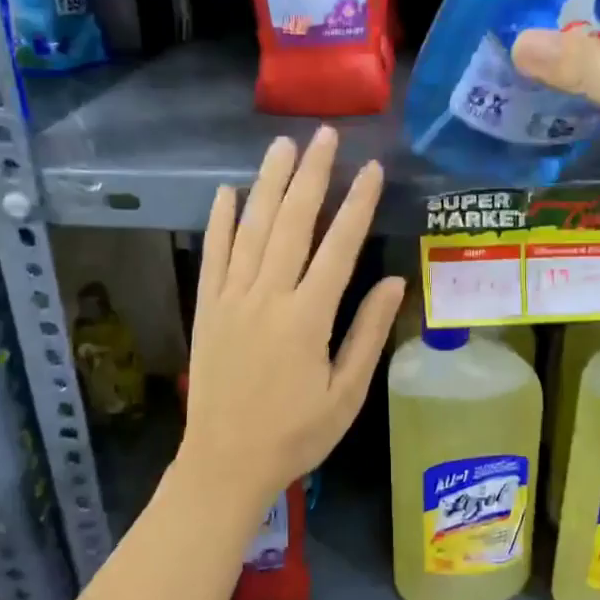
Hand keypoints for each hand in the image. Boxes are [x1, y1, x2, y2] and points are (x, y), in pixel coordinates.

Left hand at [180, 128, 405, 508]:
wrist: (224, 463)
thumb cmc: (296, 434)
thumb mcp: (346, 394)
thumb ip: (368, 333)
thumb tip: (393, 280)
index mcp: (308, 318)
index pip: (338, 247)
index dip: (357, 205)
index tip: (371, 169)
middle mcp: (268, 297)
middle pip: (291, 223)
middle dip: (311, 175)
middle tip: (324, 136)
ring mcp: (231, 299)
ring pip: (251, 230)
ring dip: (268, 184)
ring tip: (282, 146)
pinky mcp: (206, 309)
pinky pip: (212, 256)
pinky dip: (219, 221)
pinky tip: (226, 192)